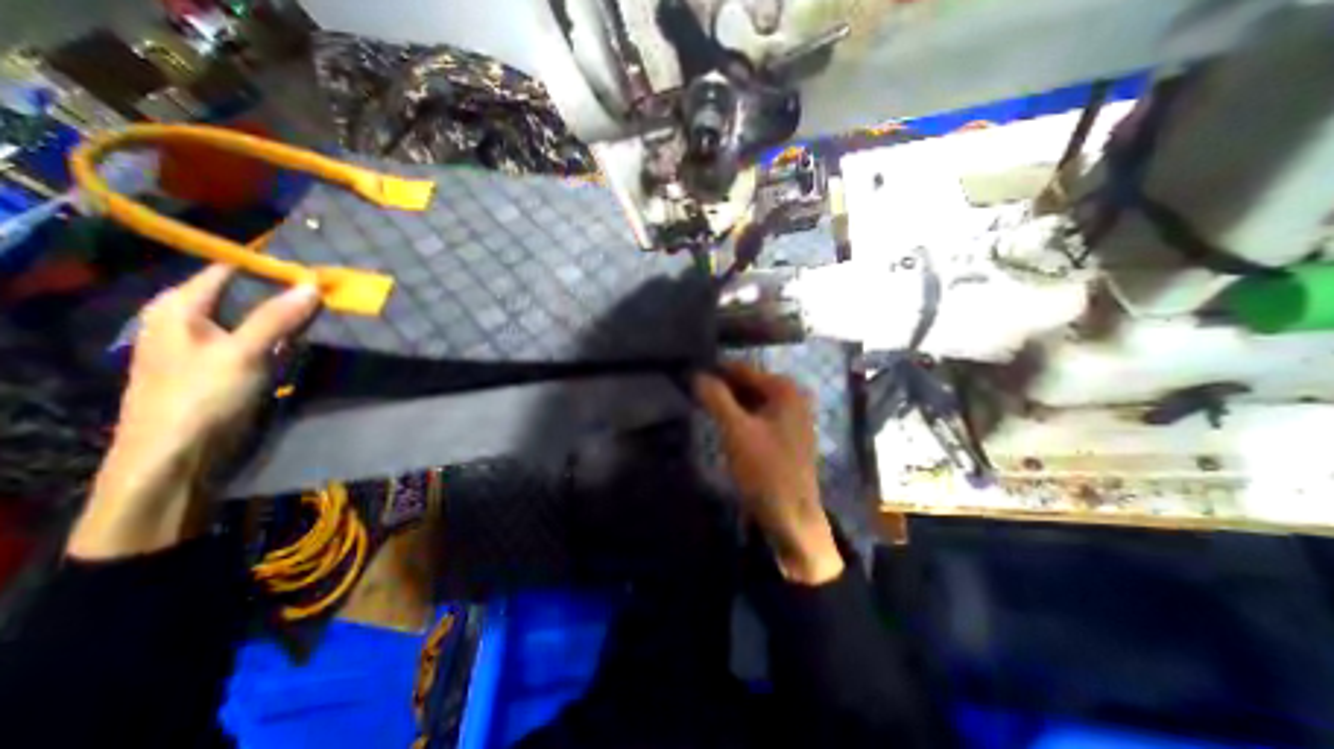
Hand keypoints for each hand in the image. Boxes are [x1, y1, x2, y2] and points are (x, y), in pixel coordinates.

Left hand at [70, 266, 321, 557]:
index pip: (228, 272)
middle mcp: (195, 322)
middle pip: (248, 296)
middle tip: (333, 287)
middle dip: (289, 291)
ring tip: (334, 307)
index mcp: (180, 309)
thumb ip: (277, 317)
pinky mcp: (236, 368)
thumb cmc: (199, 397)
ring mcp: (217, 346)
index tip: (315, 265)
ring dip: (294, 316)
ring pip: (262, 320)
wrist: (179, 457)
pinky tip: (317, 336)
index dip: (269, 266)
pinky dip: (292, 337)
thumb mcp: (242, 352)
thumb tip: (313, 284)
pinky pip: (269, 342)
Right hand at [692, 363, 836, 584]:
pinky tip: (720, 421)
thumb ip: (716, 398)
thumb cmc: (766, 470)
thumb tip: (696, 373)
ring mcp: (790, 418)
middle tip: (690, 388)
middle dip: (721, 386)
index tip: (688, 370)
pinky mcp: (784, 436)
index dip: (714, 370)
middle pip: (748, 384)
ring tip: (699, 402)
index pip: (742, 369)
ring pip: (751, 401)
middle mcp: (791, 397)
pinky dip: (738, 416)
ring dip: (728, 402)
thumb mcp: (736, 430)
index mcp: (785, 389)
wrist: (792, 518)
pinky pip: (756, 416)